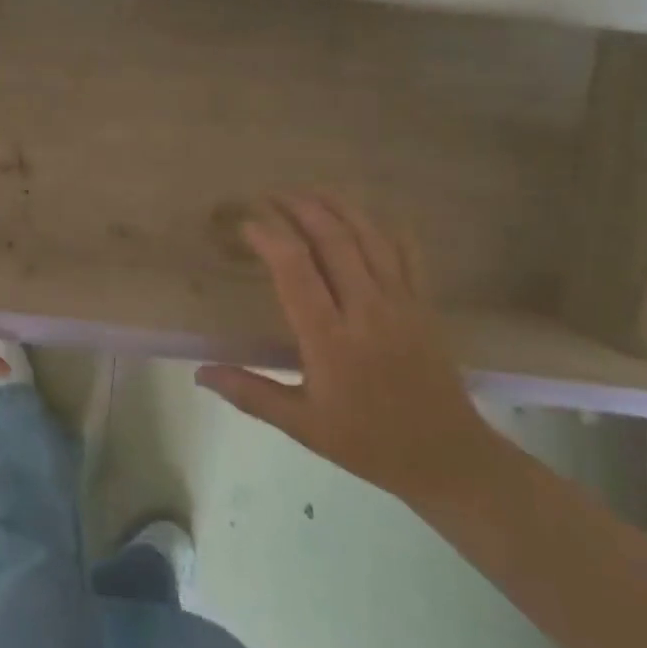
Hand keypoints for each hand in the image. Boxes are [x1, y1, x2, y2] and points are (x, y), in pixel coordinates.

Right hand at [196, 195, 497, 505]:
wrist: (447, 457)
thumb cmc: (367, 442)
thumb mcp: (301, 425)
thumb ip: (249, 393)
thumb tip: (199, 373)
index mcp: (331, 339)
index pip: (295, 270)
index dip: (269, 237)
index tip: (247, 223)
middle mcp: (366, 310)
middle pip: (332, 240)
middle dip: (299, 208)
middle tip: (271, 195)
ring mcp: (401, 303)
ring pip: (369, 237)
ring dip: (337, 206)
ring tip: (309, 190)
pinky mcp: (424, 304)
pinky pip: (406, 252)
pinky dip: (384, 226)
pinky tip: (366, 215)